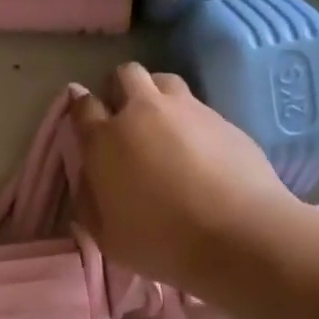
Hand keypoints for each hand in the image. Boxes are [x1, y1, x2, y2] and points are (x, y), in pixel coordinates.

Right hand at [69, 63, 293, 292]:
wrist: (237, 235)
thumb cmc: (160, 242)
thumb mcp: (107, 237)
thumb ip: (89, 202)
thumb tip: (88, 179)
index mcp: (105, 140)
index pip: (83, 106)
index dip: (81, 110)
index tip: (86, 125)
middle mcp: (143, 112)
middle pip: (125, 75)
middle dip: (119, 89)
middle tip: (124, 119)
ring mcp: (187, 110)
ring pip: (163, 80)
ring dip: (155, 94)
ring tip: (161, 125)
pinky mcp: (223, 118)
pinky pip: (197, 105)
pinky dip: (189, 119)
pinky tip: (198, 149)